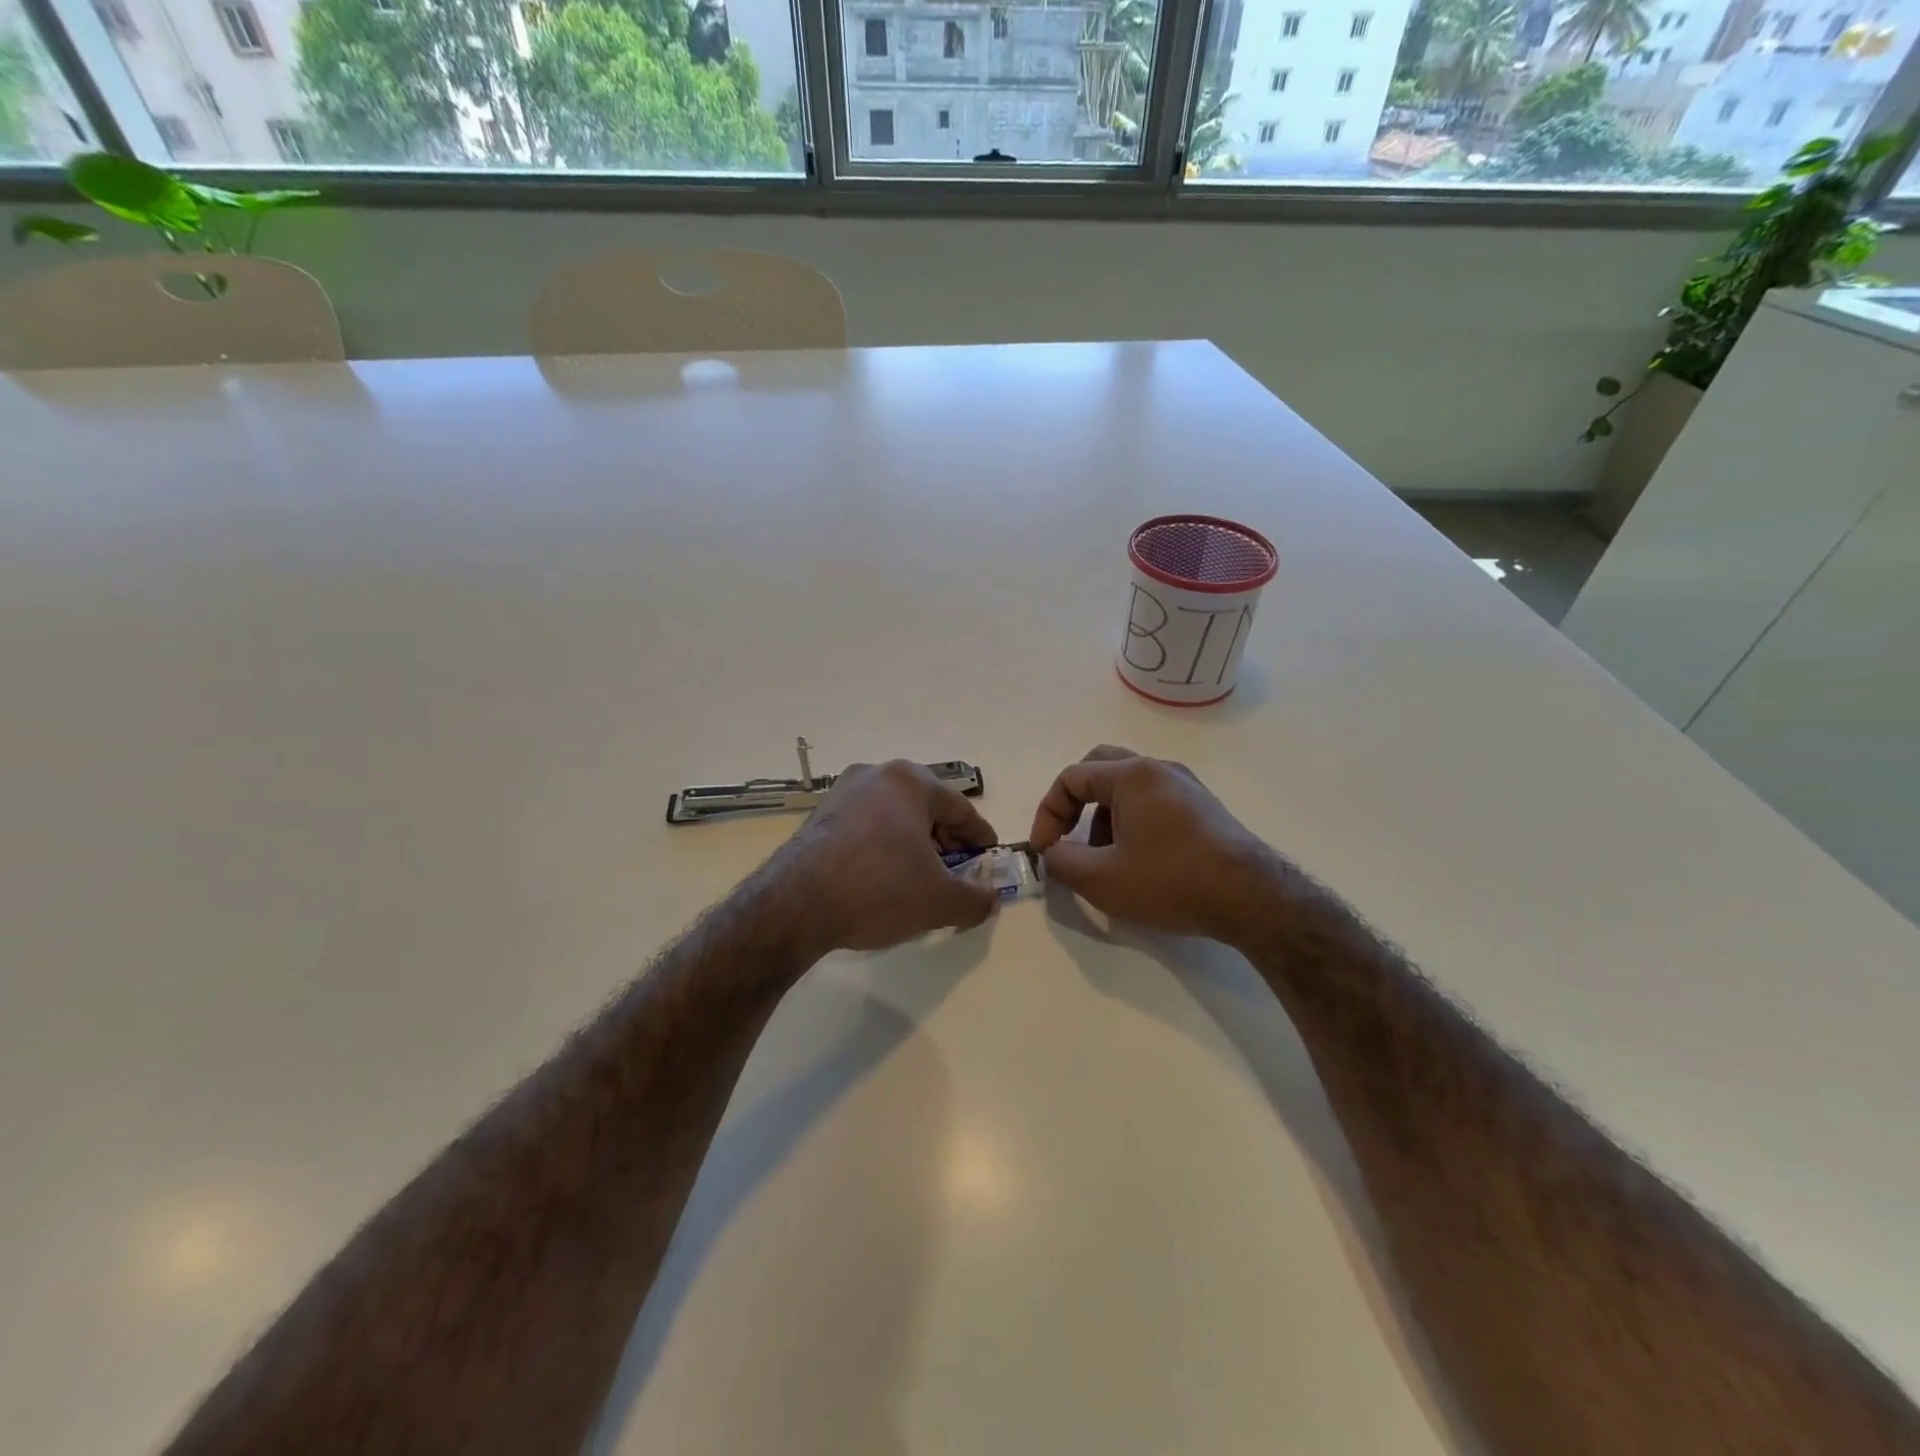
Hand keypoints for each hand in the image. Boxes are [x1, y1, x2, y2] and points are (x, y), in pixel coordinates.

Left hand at [779, 760, 1001, 953]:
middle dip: (945, 838)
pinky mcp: (818, 817)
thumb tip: (990, 899)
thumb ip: (975, 898)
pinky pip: (864, 826)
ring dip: (912, 843)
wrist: (796, 904)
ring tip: (920, 877)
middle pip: (925, 806)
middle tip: (957, 868)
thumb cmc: (880, 889)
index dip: (979, 835)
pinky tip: (883, 877)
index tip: (989, 856)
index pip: (959, 807)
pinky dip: (882, 846)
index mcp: (910, 782)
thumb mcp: (939, 901)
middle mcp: (875, 775)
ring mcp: (841, 793)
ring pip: (892, 815)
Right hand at [1028, 746, 1275, 942]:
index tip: (1045, 850)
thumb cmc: (1171, 881)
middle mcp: (1159, 769)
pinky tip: (1139, 860)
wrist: (1252, 898)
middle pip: (1101, 768)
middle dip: (1076, 803)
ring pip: (1128, 786)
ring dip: (1104, 815)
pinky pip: (1153, 801)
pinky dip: (1132, 821)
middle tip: (1069, 835)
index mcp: (1132, 775)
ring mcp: (1186, 786)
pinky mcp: (1203, 808)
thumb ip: (1062, 861)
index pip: (1071, 778)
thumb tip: (1053, 852)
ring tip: (1105, 857)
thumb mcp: (1101, 879)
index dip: (1048, 813)